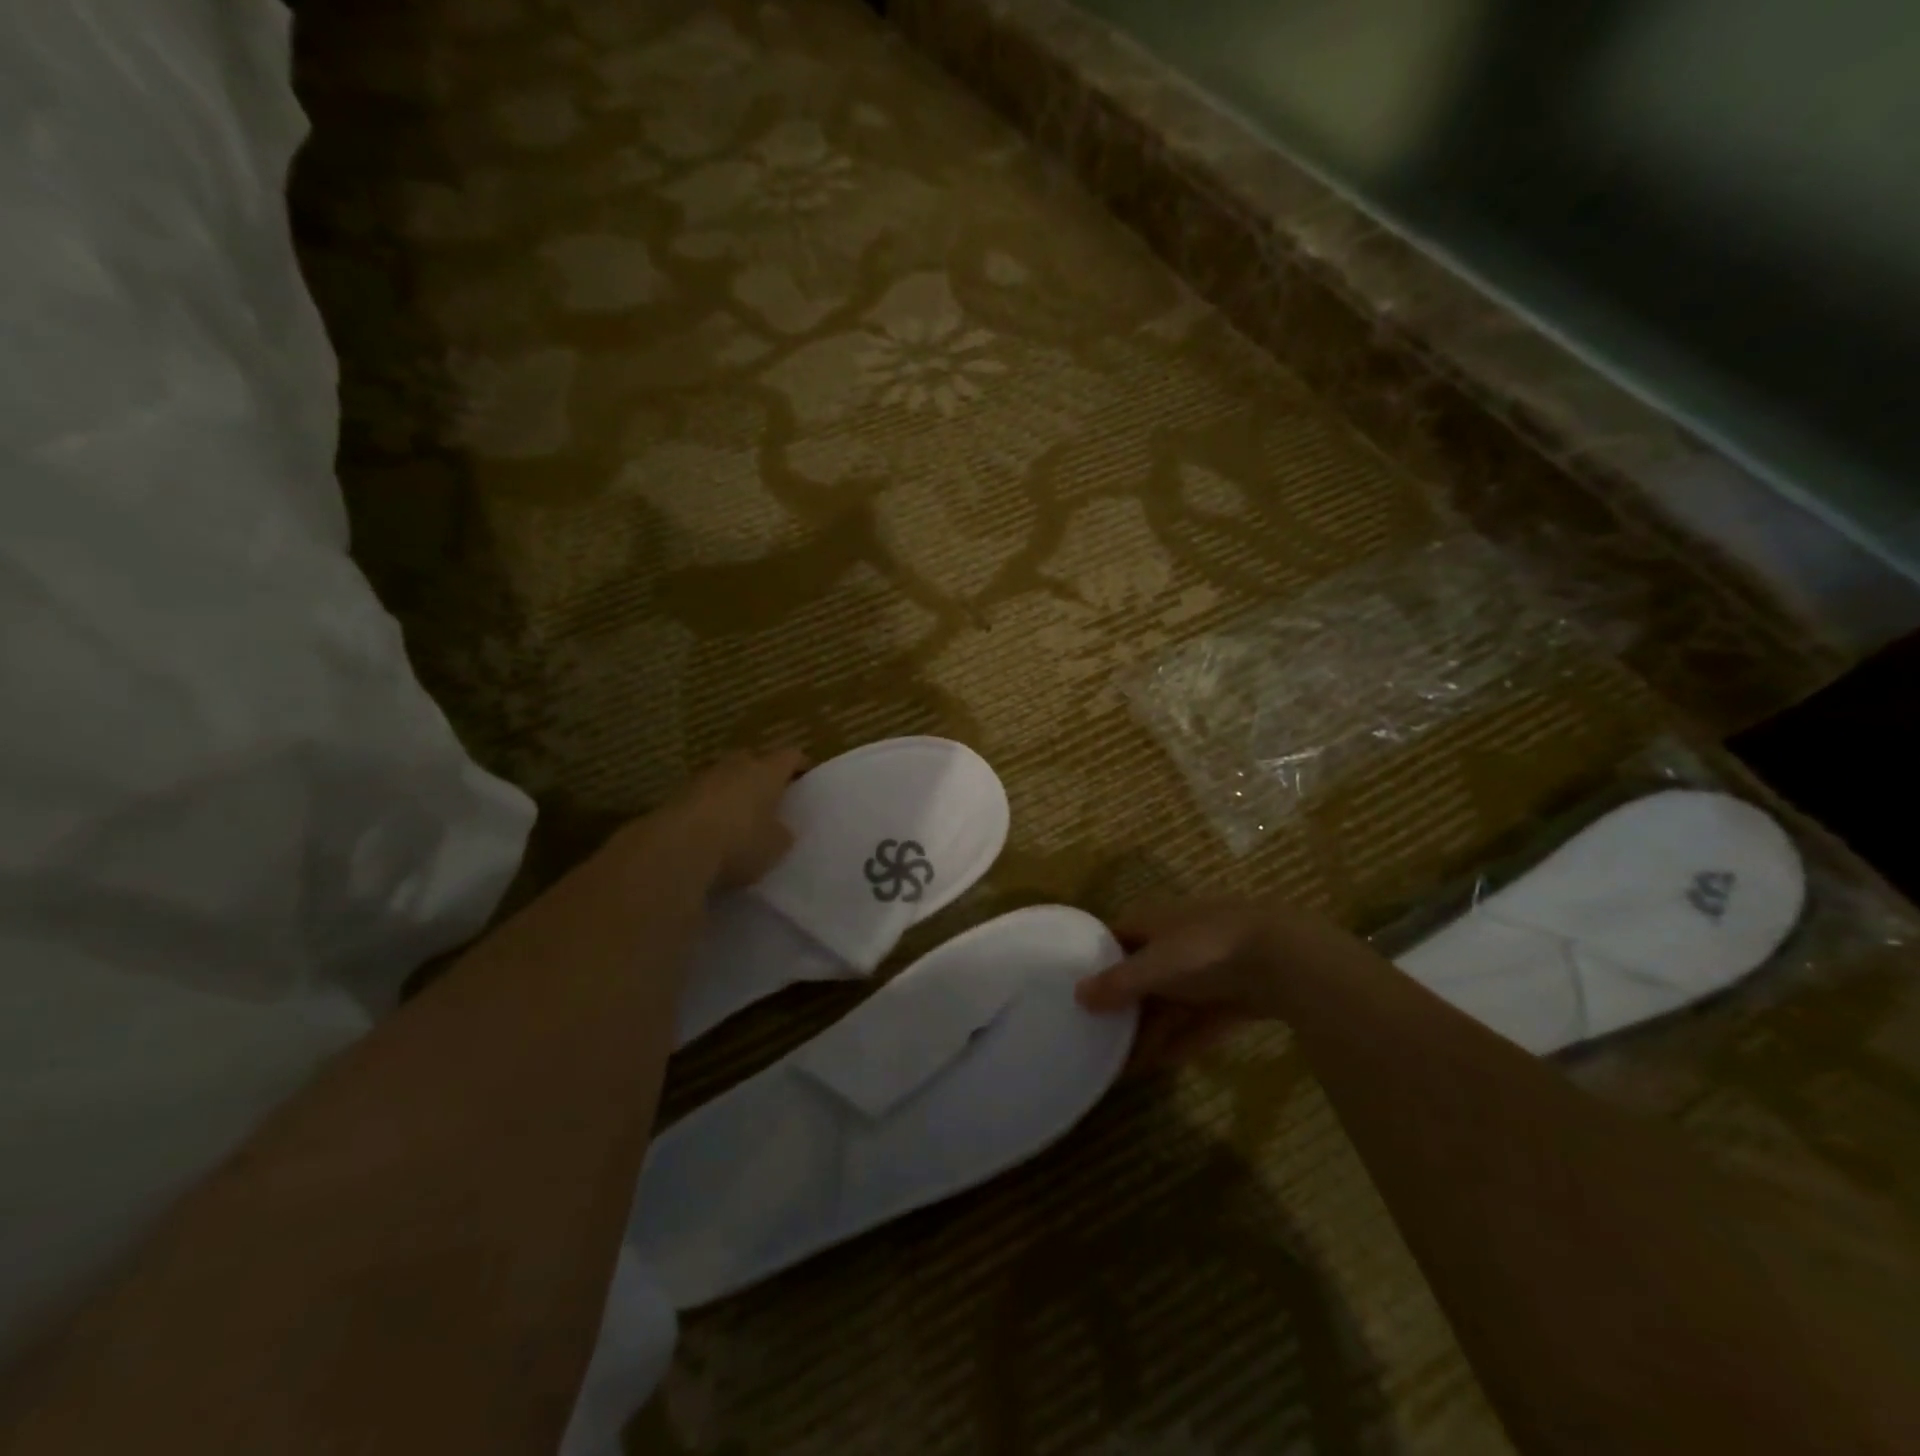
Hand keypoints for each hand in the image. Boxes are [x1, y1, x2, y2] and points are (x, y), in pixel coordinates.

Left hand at [658, 748, 808, 890]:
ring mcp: (702, 777)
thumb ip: (782, 833)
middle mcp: (735, 765)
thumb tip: (780, 828)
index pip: (790, 756)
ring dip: (733, 790)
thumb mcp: (775, 847)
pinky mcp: (676, 795)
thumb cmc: (739, 843)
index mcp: (767, 771)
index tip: (806, 778)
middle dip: (763, 774)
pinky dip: (710, 807)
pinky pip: (702, 795)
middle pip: (754, 760)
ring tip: (740, 814)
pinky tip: (712, 830)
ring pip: (725, 776)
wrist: (675, 849)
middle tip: (771, 796)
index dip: (800, 765)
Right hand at [1077, 900, 1362, 1068]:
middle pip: (1142, 975)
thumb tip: (1077, 995)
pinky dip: (1179, 1042)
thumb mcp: (1154, 965)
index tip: (1074, 987)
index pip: (1116, 937)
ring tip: (1122, 1064)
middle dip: (1122, 1005)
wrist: (1283, 959)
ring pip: (1170, 1003)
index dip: (1096, 959)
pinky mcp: (1233, 999)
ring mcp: (1208, 971)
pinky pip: (1198, 1024)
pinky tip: (1159, 1066)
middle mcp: (1177, 942)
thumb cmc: (1205, 949)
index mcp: (1154, 922)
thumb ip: (1117, 983)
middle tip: (1096, 1035)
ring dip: (1149, 1031)